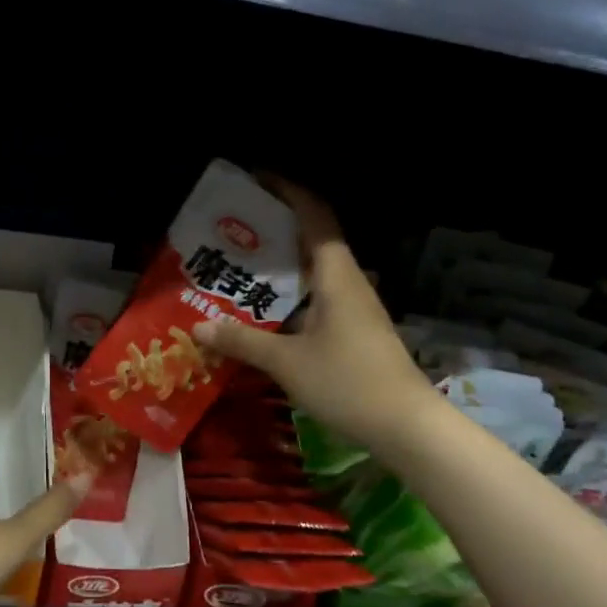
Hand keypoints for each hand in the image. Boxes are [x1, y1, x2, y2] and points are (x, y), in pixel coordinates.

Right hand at [193, 176, 431, 452]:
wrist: (408, 427)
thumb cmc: (347, 382)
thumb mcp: (286, 362)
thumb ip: (242, 340)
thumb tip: (198, 326)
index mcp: (335, 274)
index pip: (314, 215)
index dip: (287, 191)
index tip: (256, 180)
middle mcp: (348, 281)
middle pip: (312, 238)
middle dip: (274, 227)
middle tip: (233, 228)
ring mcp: (355, 307)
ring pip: (314, 271)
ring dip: (281, 264)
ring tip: (239, 266)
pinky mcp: (355, 330)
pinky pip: (317, 297)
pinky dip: (290, 293)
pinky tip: (264, 311)